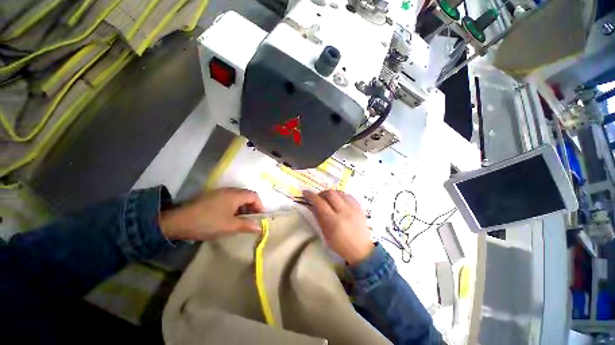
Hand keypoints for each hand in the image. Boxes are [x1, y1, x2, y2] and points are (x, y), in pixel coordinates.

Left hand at [160, 188, 264, 240]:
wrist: (178, 221)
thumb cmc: (208, 222)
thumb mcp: (229, 226)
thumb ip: (246, 225)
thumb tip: (259, 227)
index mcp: (235, 195)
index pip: (254, 196)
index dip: (259, 205)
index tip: (259, 217)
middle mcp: (229, 190)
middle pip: (246, 195)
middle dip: (251, 207)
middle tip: (251, 220)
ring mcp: (219, 192)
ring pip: (237, 197)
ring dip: (242, 207)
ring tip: (240, 220)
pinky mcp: (212, 197)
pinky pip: (228, 199)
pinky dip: (233, 207)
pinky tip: (228, 217)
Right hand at [303, 190, 373, 265]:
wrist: (361, 250)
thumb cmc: (340, 245)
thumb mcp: (326, 233)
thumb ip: (318, 217)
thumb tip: (310, 205)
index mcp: (334, 221)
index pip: (321, 203)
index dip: (311, 196)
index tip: (305, 192)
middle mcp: (344, 212)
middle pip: (331, 193)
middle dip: (322, 193)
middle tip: (319, 198)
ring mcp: (354, 208)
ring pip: (340, 192)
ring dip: (332, 193)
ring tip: (329, 199)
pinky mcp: (360, 207)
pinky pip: (348, 195)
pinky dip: (341, 196)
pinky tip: (339, 201)